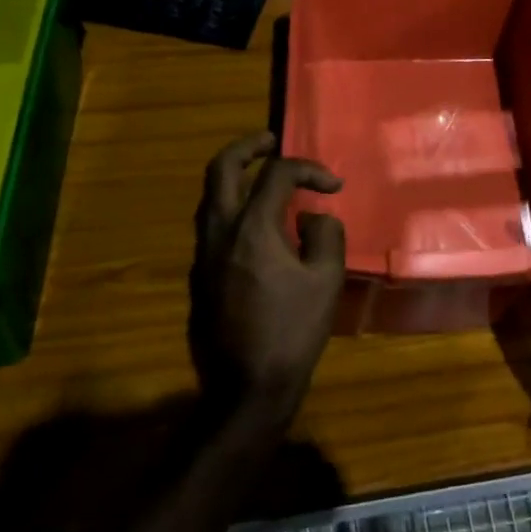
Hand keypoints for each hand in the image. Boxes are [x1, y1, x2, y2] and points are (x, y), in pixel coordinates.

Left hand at [189, 132, 347, 425]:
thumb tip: (311, 218)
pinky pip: (211, 226)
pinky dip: (231, 208)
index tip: (332, 186)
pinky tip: (255, 227)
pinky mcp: (197, 277)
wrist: (245, 389)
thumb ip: (324, 234)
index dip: (309, 170)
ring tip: (262, 178)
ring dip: (235, 177)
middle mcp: (219, 232)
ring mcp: (202, 255)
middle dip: (248, 146)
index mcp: (252, 228)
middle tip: (271, 142)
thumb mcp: (325, 280)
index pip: (277, 174)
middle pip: (221, 168)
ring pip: (210, 197)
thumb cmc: (292, 332)